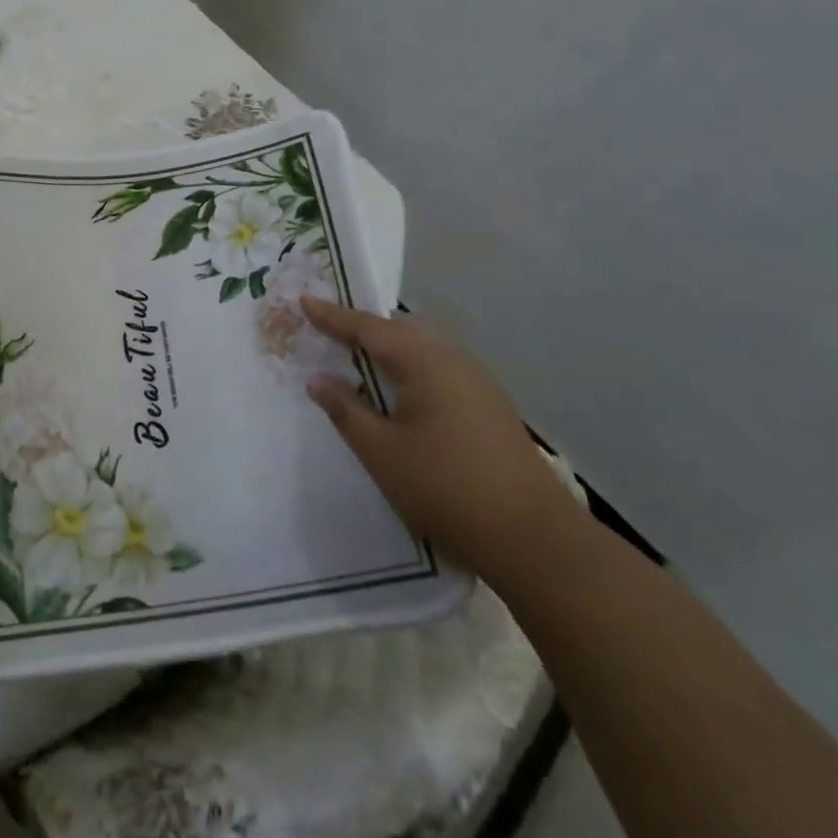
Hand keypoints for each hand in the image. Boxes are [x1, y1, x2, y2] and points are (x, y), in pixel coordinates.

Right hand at [301, 297, 580, 584]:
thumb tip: (318, 379)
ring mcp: (477, 381)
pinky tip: (401, 390)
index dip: (332, 316)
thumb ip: (346, 411)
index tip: (304, 300)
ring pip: (423, 347)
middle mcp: (453, 359)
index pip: (368, 327)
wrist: (533, 537)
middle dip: (363, 326)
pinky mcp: (489, 404)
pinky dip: (410, 366)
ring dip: (389, 347)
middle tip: (330, 327)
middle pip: (400, 329)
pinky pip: (439, 367)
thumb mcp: (381, 452)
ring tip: (360, 356)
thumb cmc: (445, 487)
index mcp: (424, 361)